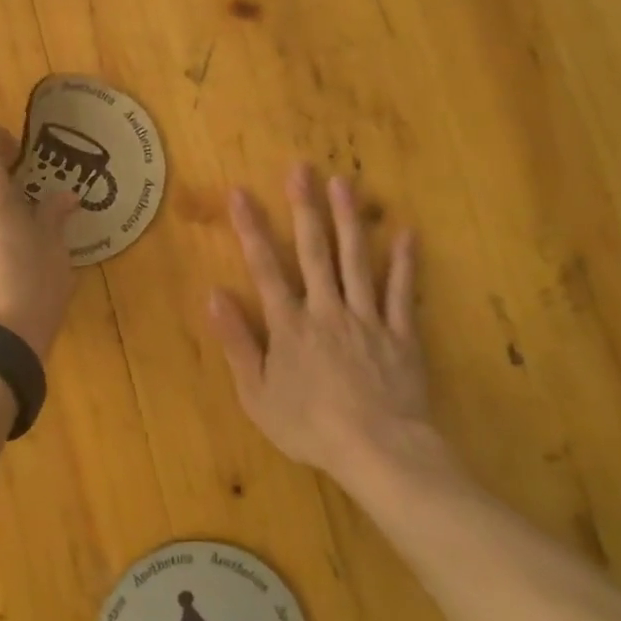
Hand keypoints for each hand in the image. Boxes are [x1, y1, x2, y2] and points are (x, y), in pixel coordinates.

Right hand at [207, 164, 448, 485]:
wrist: (378, 452)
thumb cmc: (310, 427)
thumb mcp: (257, 394)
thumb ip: (237, 342)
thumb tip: (214, 294)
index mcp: (290, 325)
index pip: (265, 267)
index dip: (251, 228)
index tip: (240, 193)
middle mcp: (326, 310)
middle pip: (314, 251)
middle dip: (304, 208)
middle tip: (301, 169)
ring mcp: (367, 318)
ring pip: (357, 260)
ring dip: (349, 219)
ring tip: (343, 183)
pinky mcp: (401, 334)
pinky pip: (404, 293)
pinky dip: (405, 263)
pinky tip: (406, 233)